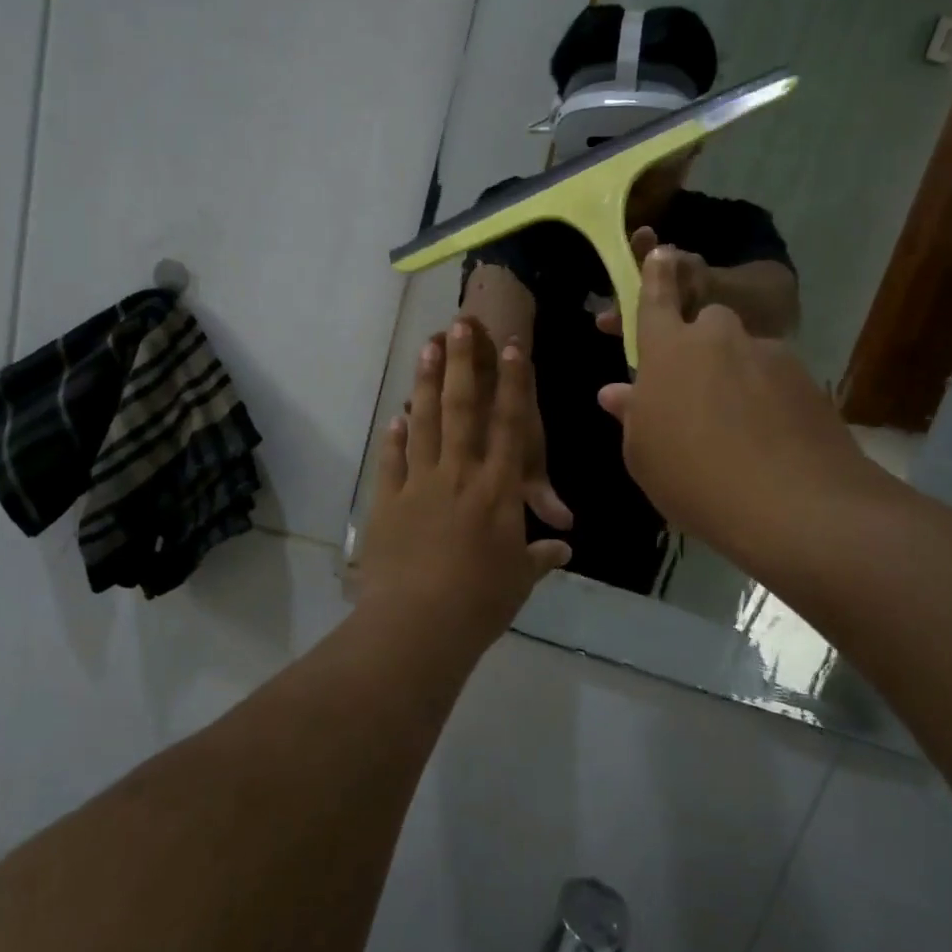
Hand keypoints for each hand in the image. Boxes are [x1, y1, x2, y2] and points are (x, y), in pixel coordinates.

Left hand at [359, 319, 572, 647]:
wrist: (416, 626)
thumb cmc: (480, 602)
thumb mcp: (519, 579)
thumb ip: (539, 555)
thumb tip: (563, 547)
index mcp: (497, 490)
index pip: (510, 426)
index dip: (513, 385)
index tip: (511, 348)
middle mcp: (459, 474)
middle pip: (462, 409)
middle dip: (462, 363)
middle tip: (458, 325)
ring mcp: (419, 484)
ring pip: (424, 423)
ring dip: (426, 383)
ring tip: (426, 348)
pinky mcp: (387, 501)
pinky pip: (392, 459)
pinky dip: (394, 436)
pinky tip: (395, 416)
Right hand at [597, 248, 890, 581]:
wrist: (795, 506)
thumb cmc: (693, 479)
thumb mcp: (643, 454)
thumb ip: (632, 414)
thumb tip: (616, 392)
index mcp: (668, 349)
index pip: (657, 298)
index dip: (656, 275)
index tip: (661, 251)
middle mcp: (718, 338)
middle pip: (708, 323)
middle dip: (702, 343)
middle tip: (699, 389)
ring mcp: (768, 354)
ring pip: (745, 352)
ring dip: (738, 375)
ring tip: (740, 427)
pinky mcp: (806, 379)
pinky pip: (776, 378)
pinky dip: (769, 398)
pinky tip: (770, 439)